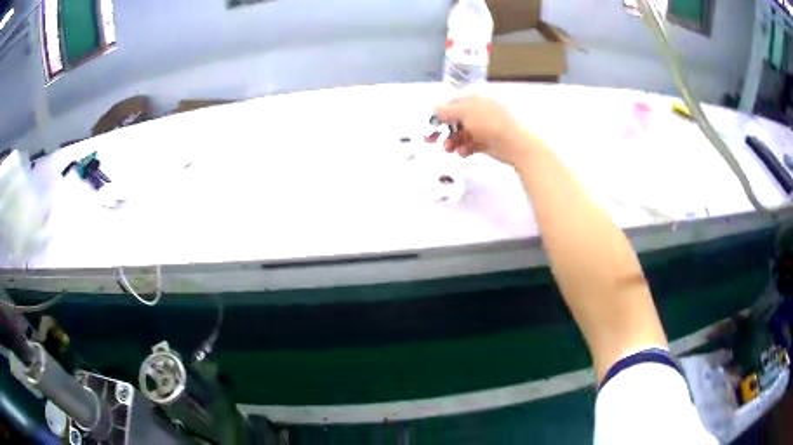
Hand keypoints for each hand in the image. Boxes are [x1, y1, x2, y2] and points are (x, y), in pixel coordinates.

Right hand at [435, 96, 534, 166]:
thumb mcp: (466, 113)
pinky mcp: (488, 143)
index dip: (444, 111)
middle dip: (447, 129)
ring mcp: (485, 128)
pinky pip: (472, 144)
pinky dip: (465, 148)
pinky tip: (462, 153)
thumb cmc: (490, 123)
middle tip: (437, 139)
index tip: (434, 121)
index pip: (456, 102)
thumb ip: (448, 111)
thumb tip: (435, 108)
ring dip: (454, 141)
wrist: (514, 144)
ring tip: (449, 149)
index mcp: (477, 100)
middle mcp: (481, 112)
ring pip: (464, 133)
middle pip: (458, 119)